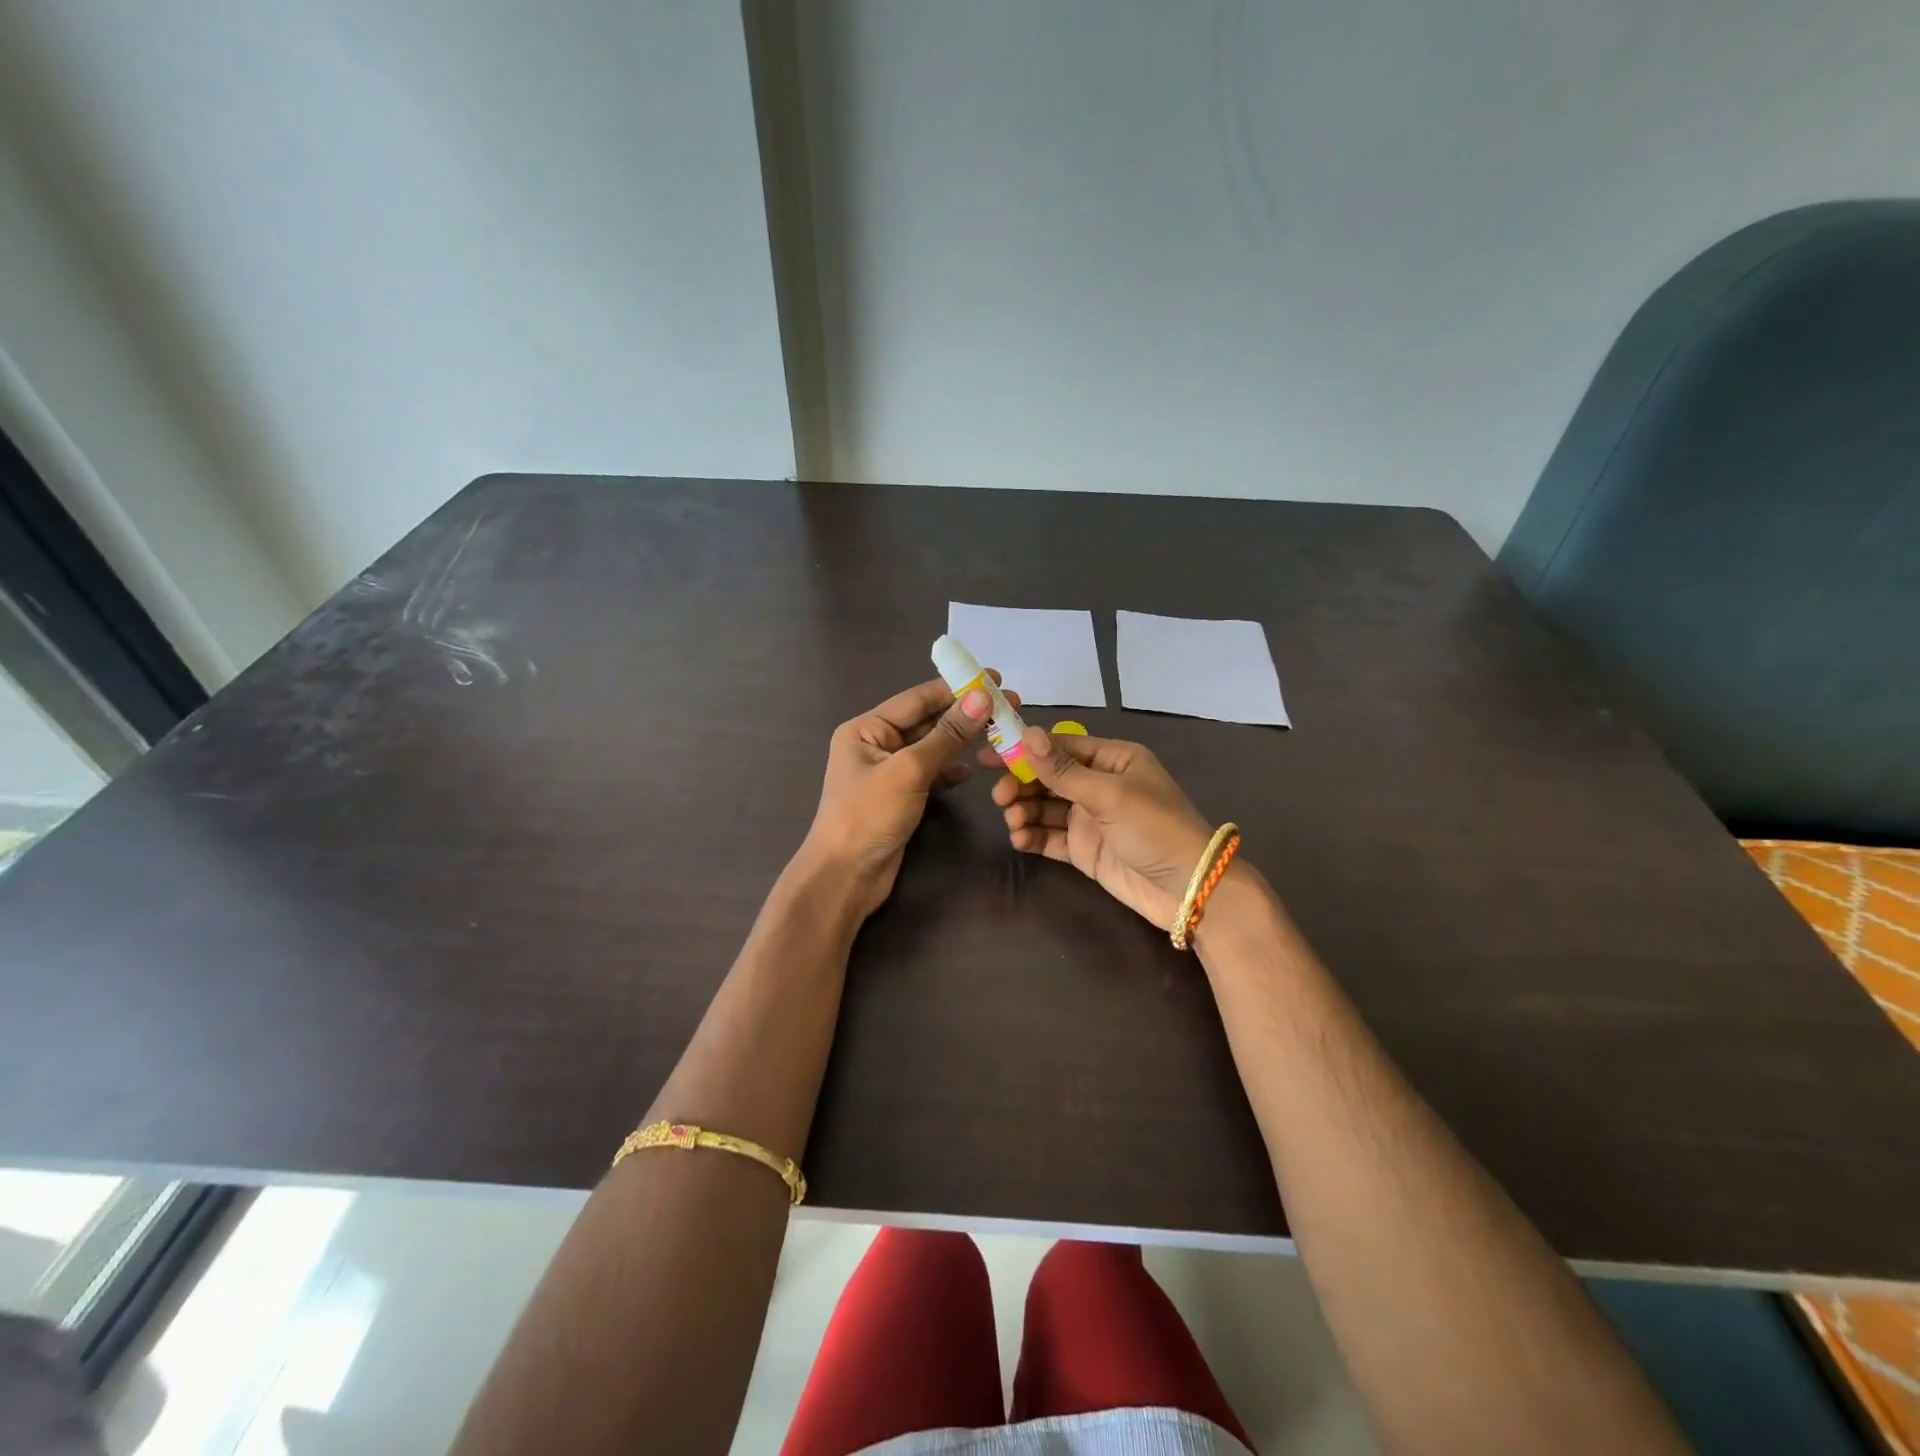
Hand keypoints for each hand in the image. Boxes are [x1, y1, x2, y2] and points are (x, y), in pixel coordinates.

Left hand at [799, 677, 995, 917]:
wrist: (845, 877)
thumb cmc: (868, 816)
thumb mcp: (909, 770)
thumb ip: (947, 735)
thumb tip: (982, 698)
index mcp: (866, 728)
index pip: (918, 699)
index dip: (957, 688)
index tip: (996, 680)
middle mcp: (875, 744)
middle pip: (927, 721)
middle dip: (965, 714)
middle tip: (1009, 705)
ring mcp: (888, 773)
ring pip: (932, 748)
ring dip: (963, 741)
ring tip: (1001, 732)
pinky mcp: (900, 798)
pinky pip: (931, 774)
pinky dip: (951, 770)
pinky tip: (973, 769)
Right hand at [985, 726, 1213, 929]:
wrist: (1189, 890)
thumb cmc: (1154, 828)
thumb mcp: (1109, 794)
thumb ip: (1063, 770)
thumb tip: (1026, 734)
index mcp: (1112, 760)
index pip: (1060, 747)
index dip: (1024, 750)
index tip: (989, 756)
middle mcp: (1099, 785)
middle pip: (1048, 777)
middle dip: (1021, 784)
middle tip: (1000, 797)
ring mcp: (1091, 819)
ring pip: (1044, 808)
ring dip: (1024, 811)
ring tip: (1013, 822)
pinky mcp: (1084, 850)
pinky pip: (1050, 837)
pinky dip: (1032, 836)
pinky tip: (1020, 840)